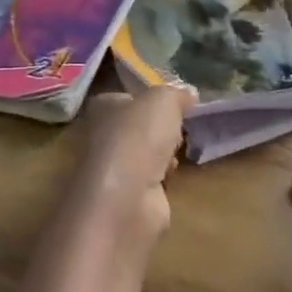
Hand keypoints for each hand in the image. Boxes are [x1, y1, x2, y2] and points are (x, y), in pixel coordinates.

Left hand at [75, 86, 194, 240]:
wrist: (126, 197)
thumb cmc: (139, 137)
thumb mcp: (163, 100)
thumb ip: (176, 94)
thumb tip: (188, 94)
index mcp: (103, 108)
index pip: (126, 98)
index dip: (149, 100)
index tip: (175, 103)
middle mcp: (102, 136)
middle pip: (138, 127)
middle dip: (160, 129)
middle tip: (180, 126)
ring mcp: (114, 169)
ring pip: (145, 154)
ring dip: (164, 154)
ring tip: (178, 150)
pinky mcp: (128, 196)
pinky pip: (150, 180)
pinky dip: (163, 178)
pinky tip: (172, 176)